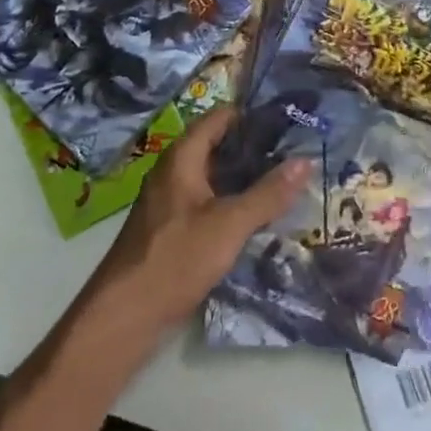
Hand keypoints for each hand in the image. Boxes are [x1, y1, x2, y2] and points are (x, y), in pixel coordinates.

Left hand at [87, 103, 308, 337]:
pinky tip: (258, 215)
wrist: (124, 316)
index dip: (252, 114)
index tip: (289, 118)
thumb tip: (306, 160)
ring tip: (285, 179)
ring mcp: (170, 201)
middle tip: (295, 150)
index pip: (220, 117)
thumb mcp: (229, 224)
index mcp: (182, 157)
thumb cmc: (176, 258)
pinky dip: (232, 200)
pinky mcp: (172, 228)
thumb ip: (268, 193)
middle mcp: (173, 171)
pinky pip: (208, 201)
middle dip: (254, 147)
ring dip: (244, 176)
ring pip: (214, 176)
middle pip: (218, 145)